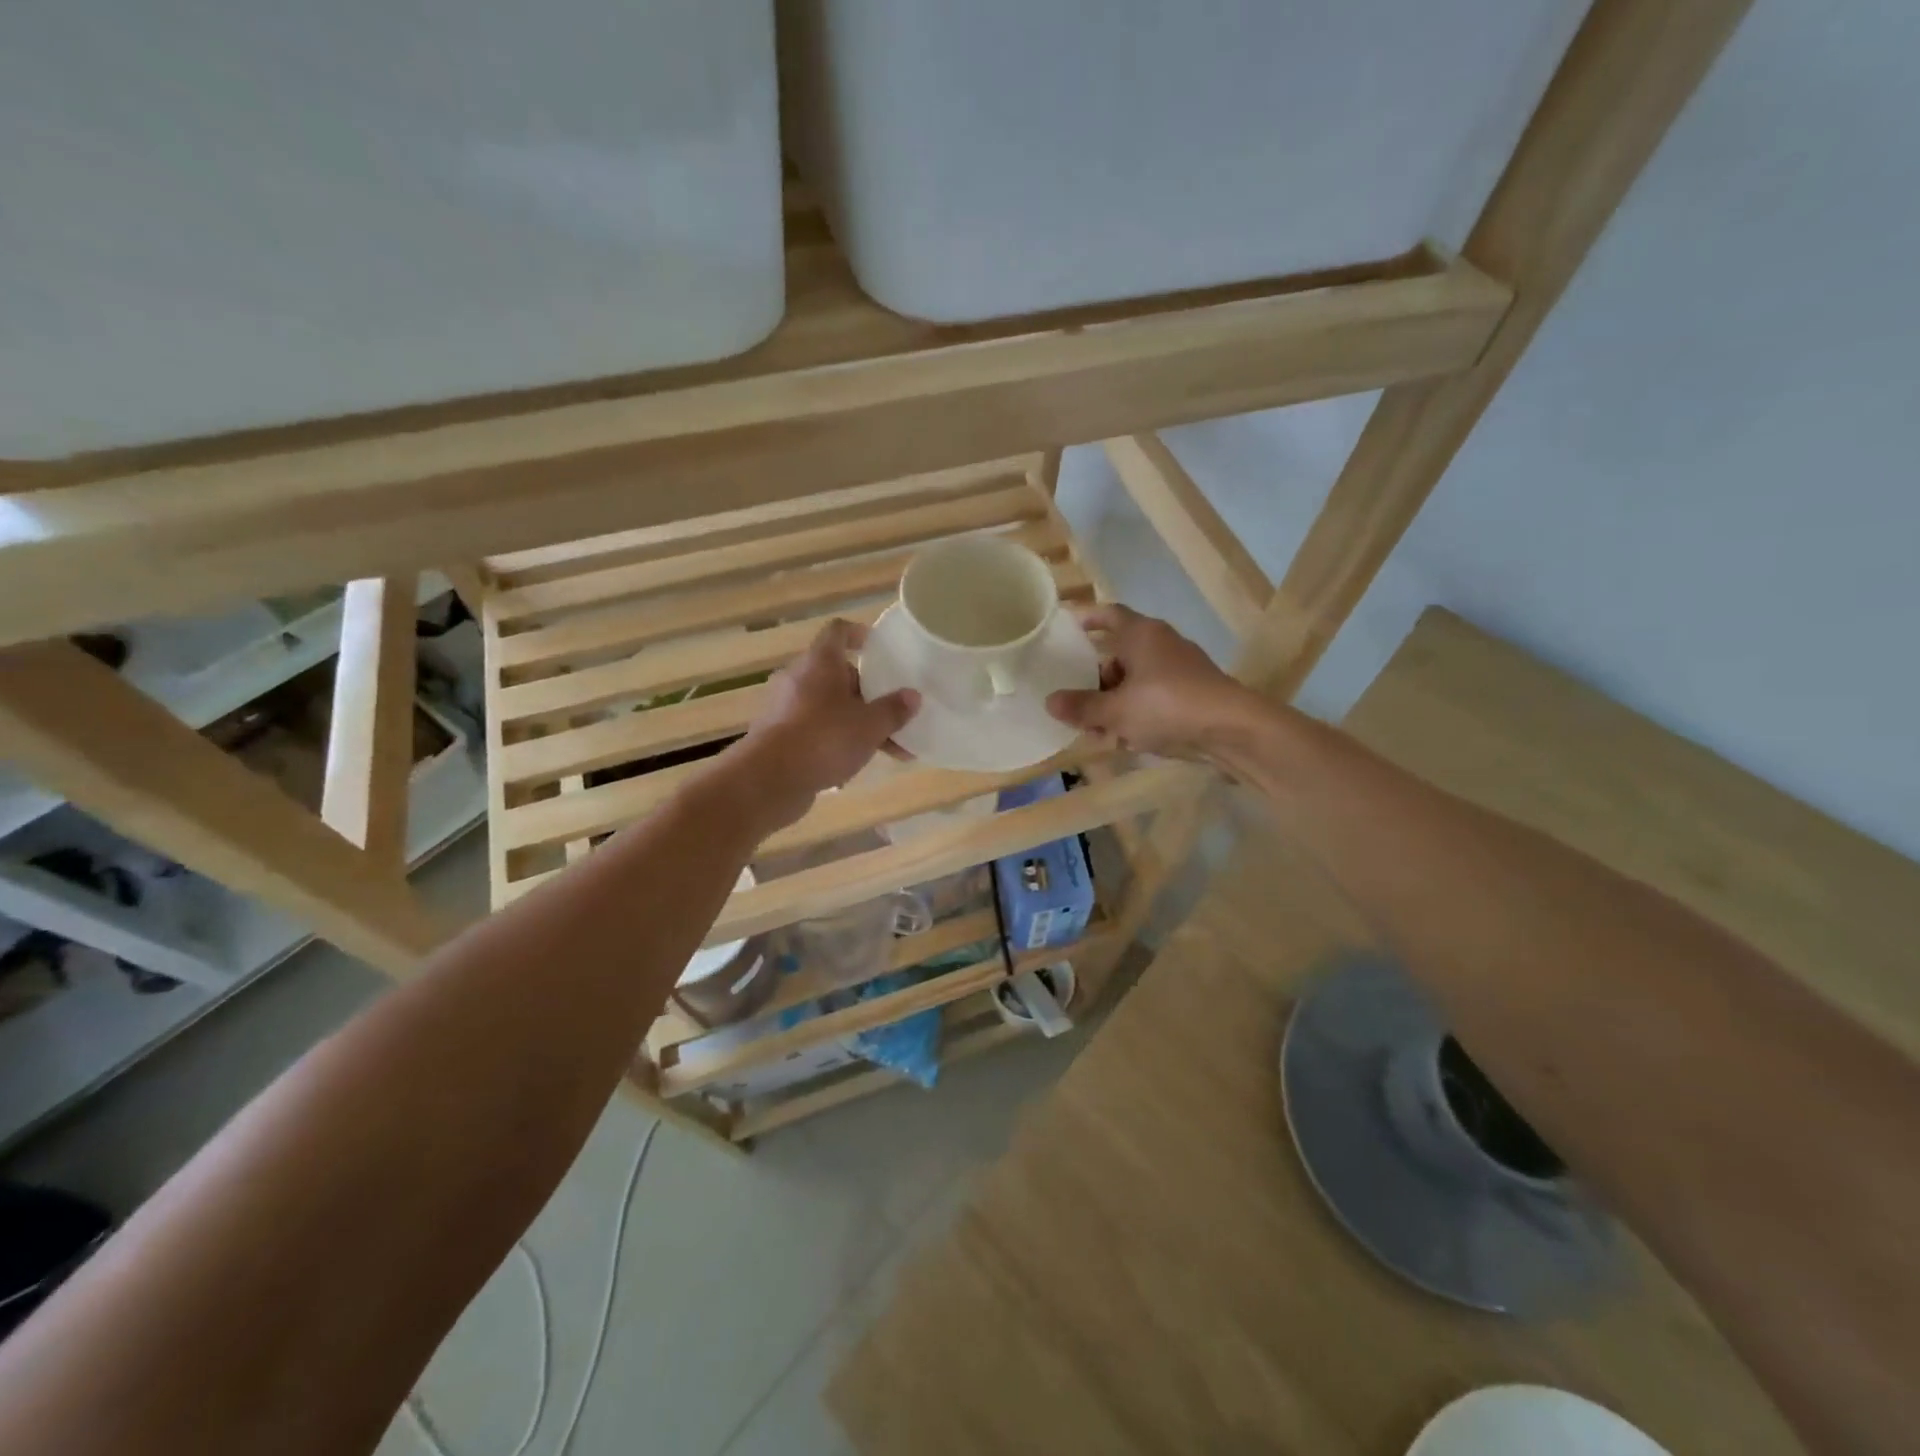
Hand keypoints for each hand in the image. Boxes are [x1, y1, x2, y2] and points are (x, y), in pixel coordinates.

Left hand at [726, 619, 918, 830]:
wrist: (768, 780)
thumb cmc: (824, 739)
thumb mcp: (870, 726)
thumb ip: (893, 710)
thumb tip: (913, 696)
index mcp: (820, 663)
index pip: (838, 632)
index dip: (858, 634)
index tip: (877, 647)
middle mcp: (798, 678)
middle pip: (837, 675)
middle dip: (867, 694)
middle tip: (893, 713)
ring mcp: (784, 708)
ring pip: (827, 707)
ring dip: (855, 723)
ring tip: (886, 748)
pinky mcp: (777, 736)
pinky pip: (814, 730)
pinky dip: (835, 741)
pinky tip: (853, 767)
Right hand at [1046, 604, 1254, 760]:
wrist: (1231, 730)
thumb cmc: (1167, 706)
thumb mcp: (1116, 710)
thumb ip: (1082, 706)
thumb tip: (1050, 702)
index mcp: (1141, 634)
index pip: (1109, 614)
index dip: (1086, 618)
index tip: (1066, 626)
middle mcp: (1160, 645)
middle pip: (1118, 654)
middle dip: (1095, 679)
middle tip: (1073, 699)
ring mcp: (1178, 670)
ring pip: (1135, 682)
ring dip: (1113, 703)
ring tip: (1095, 730)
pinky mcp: (1190, 695)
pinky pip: (1153, 699)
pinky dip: (1135, 714)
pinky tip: (1123, 741)